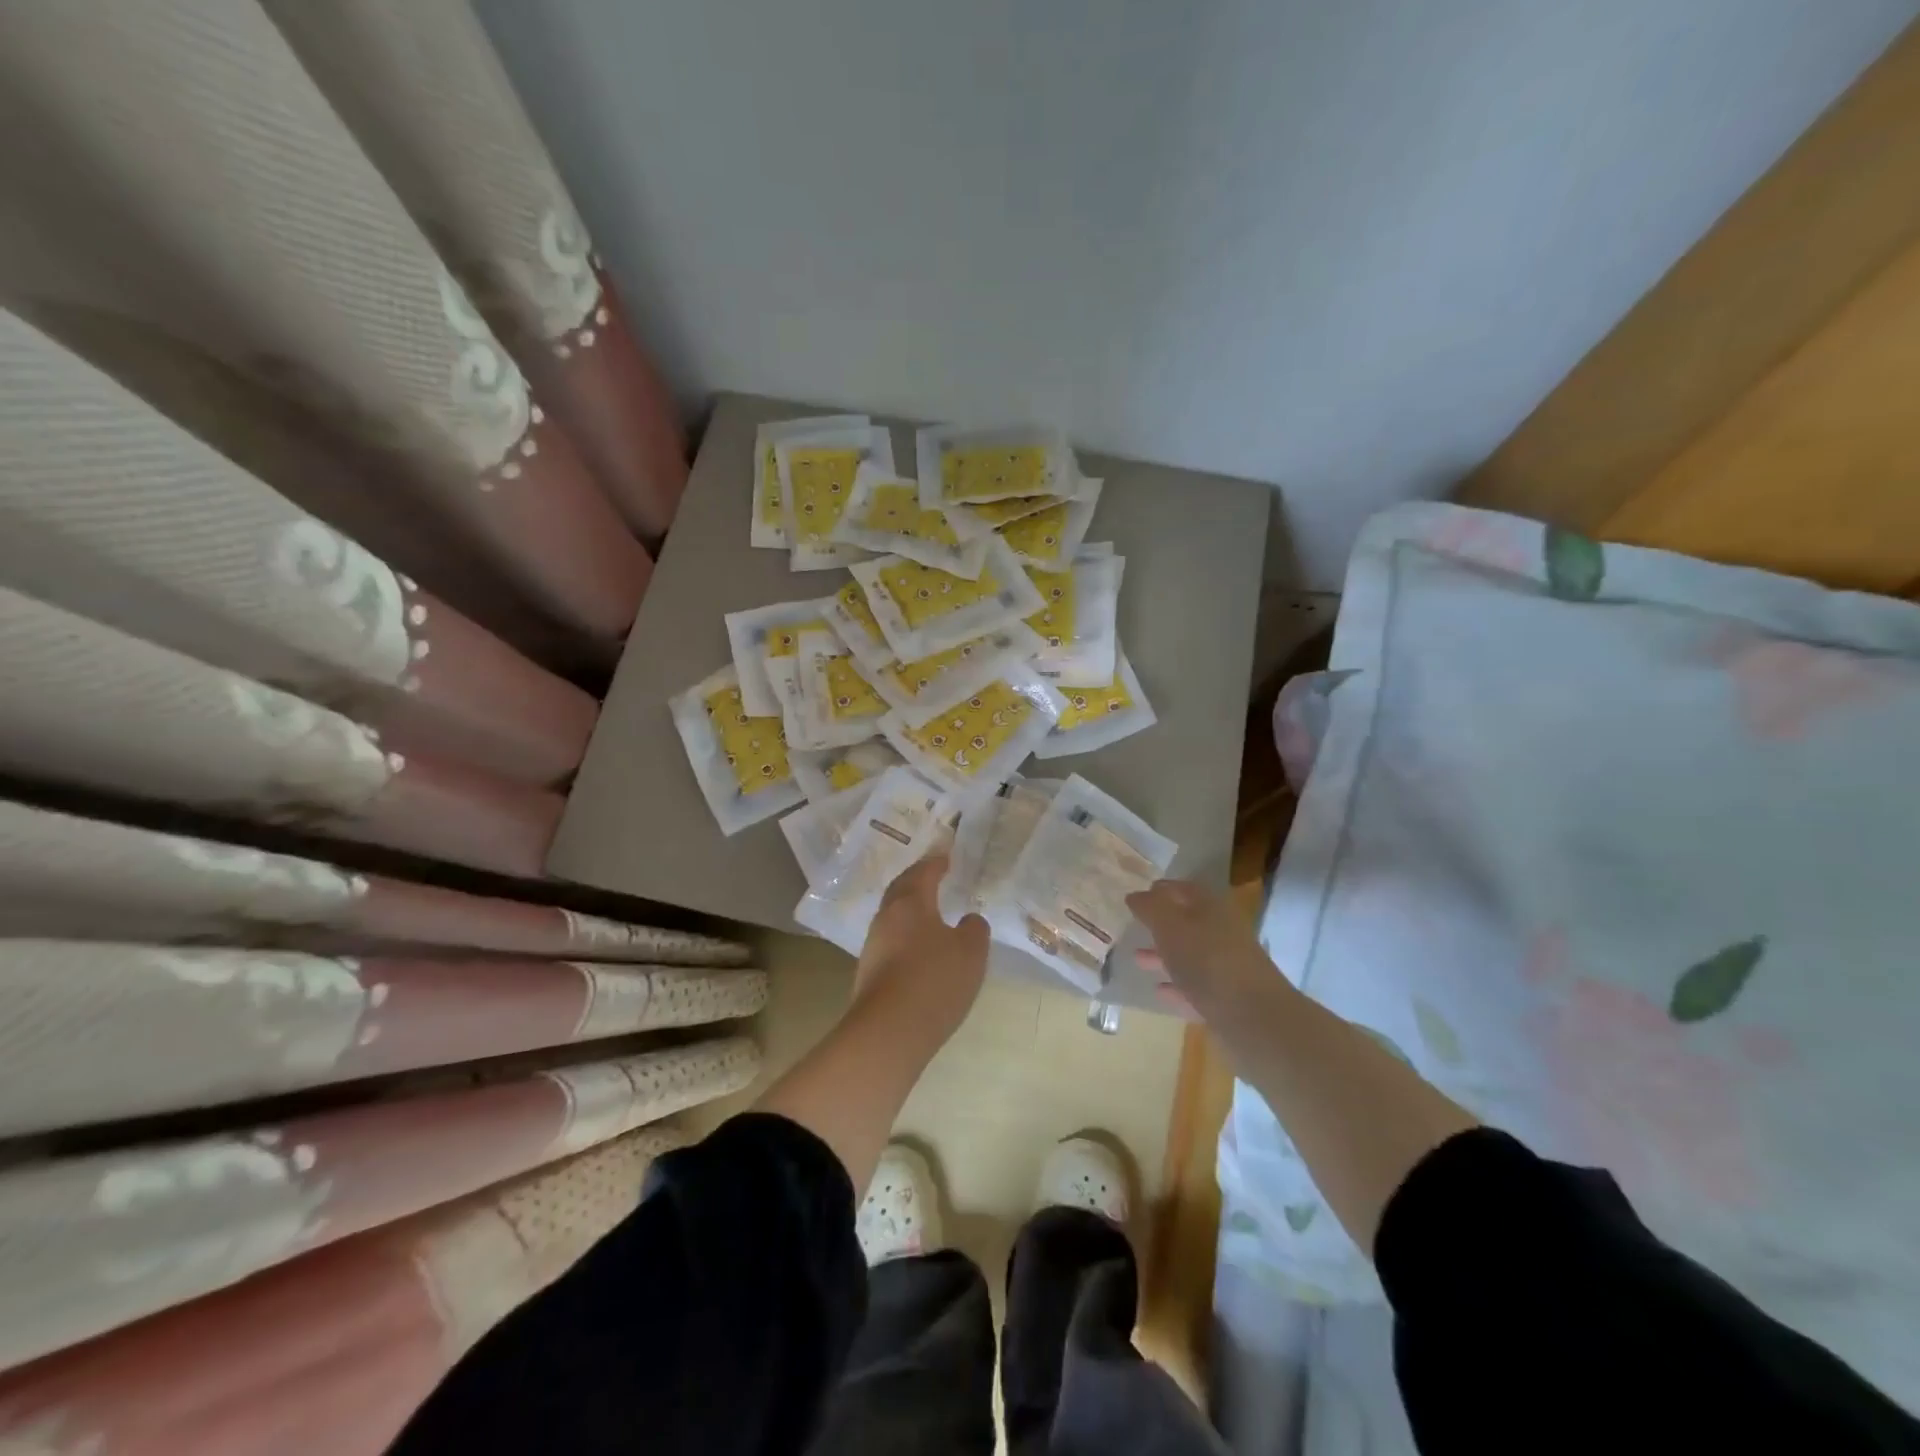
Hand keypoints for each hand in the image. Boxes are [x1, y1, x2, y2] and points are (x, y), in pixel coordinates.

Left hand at [853, 853, 988, 1038]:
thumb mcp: (971, 952)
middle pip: (901, 889)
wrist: (889, 1032)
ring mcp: (873, 945)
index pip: (923, 871)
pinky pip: (890, 941)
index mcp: (910, 902)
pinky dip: (906, 935)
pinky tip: (919, 949)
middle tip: (934, 876)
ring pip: (893, 916)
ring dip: (910, 909)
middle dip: (917, 880)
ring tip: (930, 913)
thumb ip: (974, 929)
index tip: (947, 856)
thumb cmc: (934, 980)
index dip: (937, 862)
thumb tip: (968, 920)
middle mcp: (887, 917)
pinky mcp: (869, 972)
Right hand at [1126, 879, 1285, 1023]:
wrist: (1254, 1018)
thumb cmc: (1207, 961)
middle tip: (1134, 928)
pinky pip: (1196, 987)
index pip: (1185, 889)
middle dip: (1160, 926)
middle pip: (1188, 923)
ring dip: (1165, 956)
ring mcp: (1227, 968)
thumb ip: (1151, 908)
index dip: (1162, 890)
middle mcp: (1223, 933)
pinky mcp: (1227, 999)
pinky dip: (1177, 986)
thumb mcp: (1170, 926)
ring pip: (1191, 956)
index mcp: (1212, 909)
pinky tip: (1159, 991)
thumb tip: (1135, 895)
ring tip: (1137, 960)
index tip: (1137, 896)